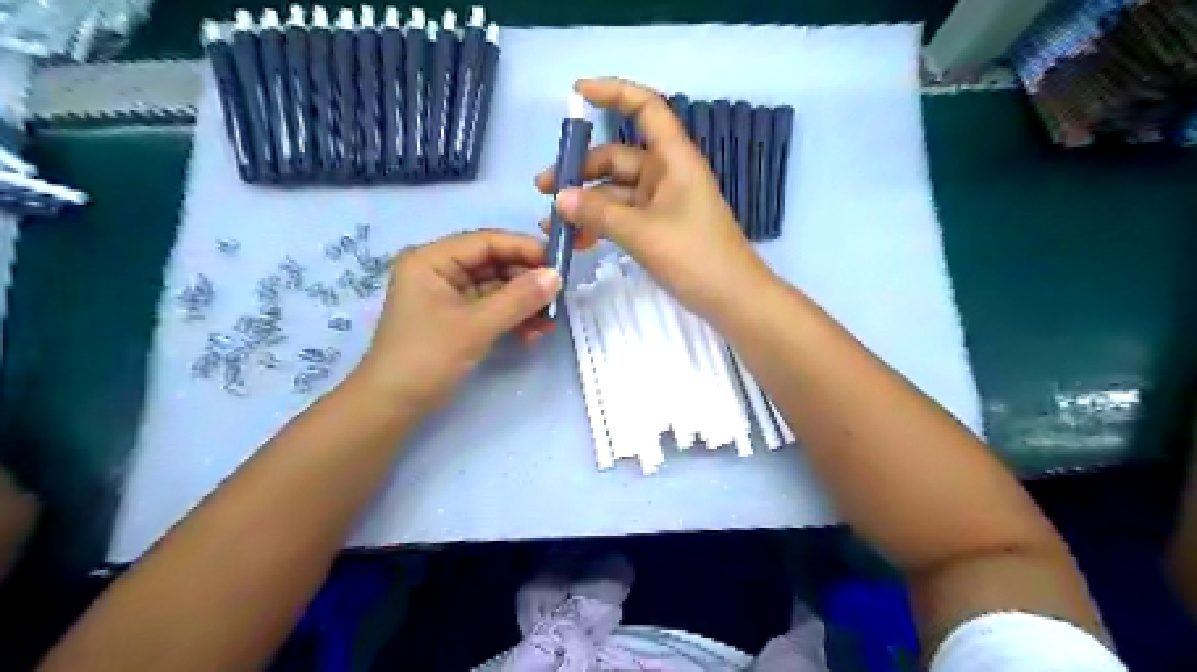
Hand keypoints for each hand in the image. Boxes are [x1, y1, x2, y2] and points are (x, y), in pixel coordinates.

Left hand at [352, 227, 560, 408]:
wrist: (393, 406)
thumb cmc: (427, 357)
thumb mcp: (476, 325)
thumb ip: (518, 298)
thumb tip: (557, 276)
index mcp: (432, 259)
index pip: (486, 242)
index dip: (525, 249)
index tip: (560, 263)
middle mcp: (439, 270)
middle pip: (493, 264)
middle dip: (527, 281)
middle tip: (558, 297)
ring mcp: (448, 296)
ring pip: (496, 288)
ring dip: (524, 303)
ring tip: (549, 322)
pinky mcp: (456, 318)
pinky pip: (491, 308)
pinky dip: (512, 318)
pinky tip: (532, 333)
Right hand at [533, 79, 776, 318]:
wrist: (732, 299)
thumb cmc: (695, 256)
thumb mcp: (642, 232)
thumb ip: (599, 213)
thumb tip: (560, 198)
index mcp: (673, 159)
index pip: (645, 108)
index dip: (613, 93)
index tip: (576, 95)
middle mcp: (667, 174)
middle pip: (618, 157)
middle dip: (580, 170)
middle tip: (543, 190)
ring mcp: (663, 203)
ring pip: (616, 191)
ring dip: (586, 204)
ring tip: (553, 224)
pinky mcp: (659, 228)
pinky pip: (623, 216)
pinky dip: (601, 224)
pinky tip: (578, 241)